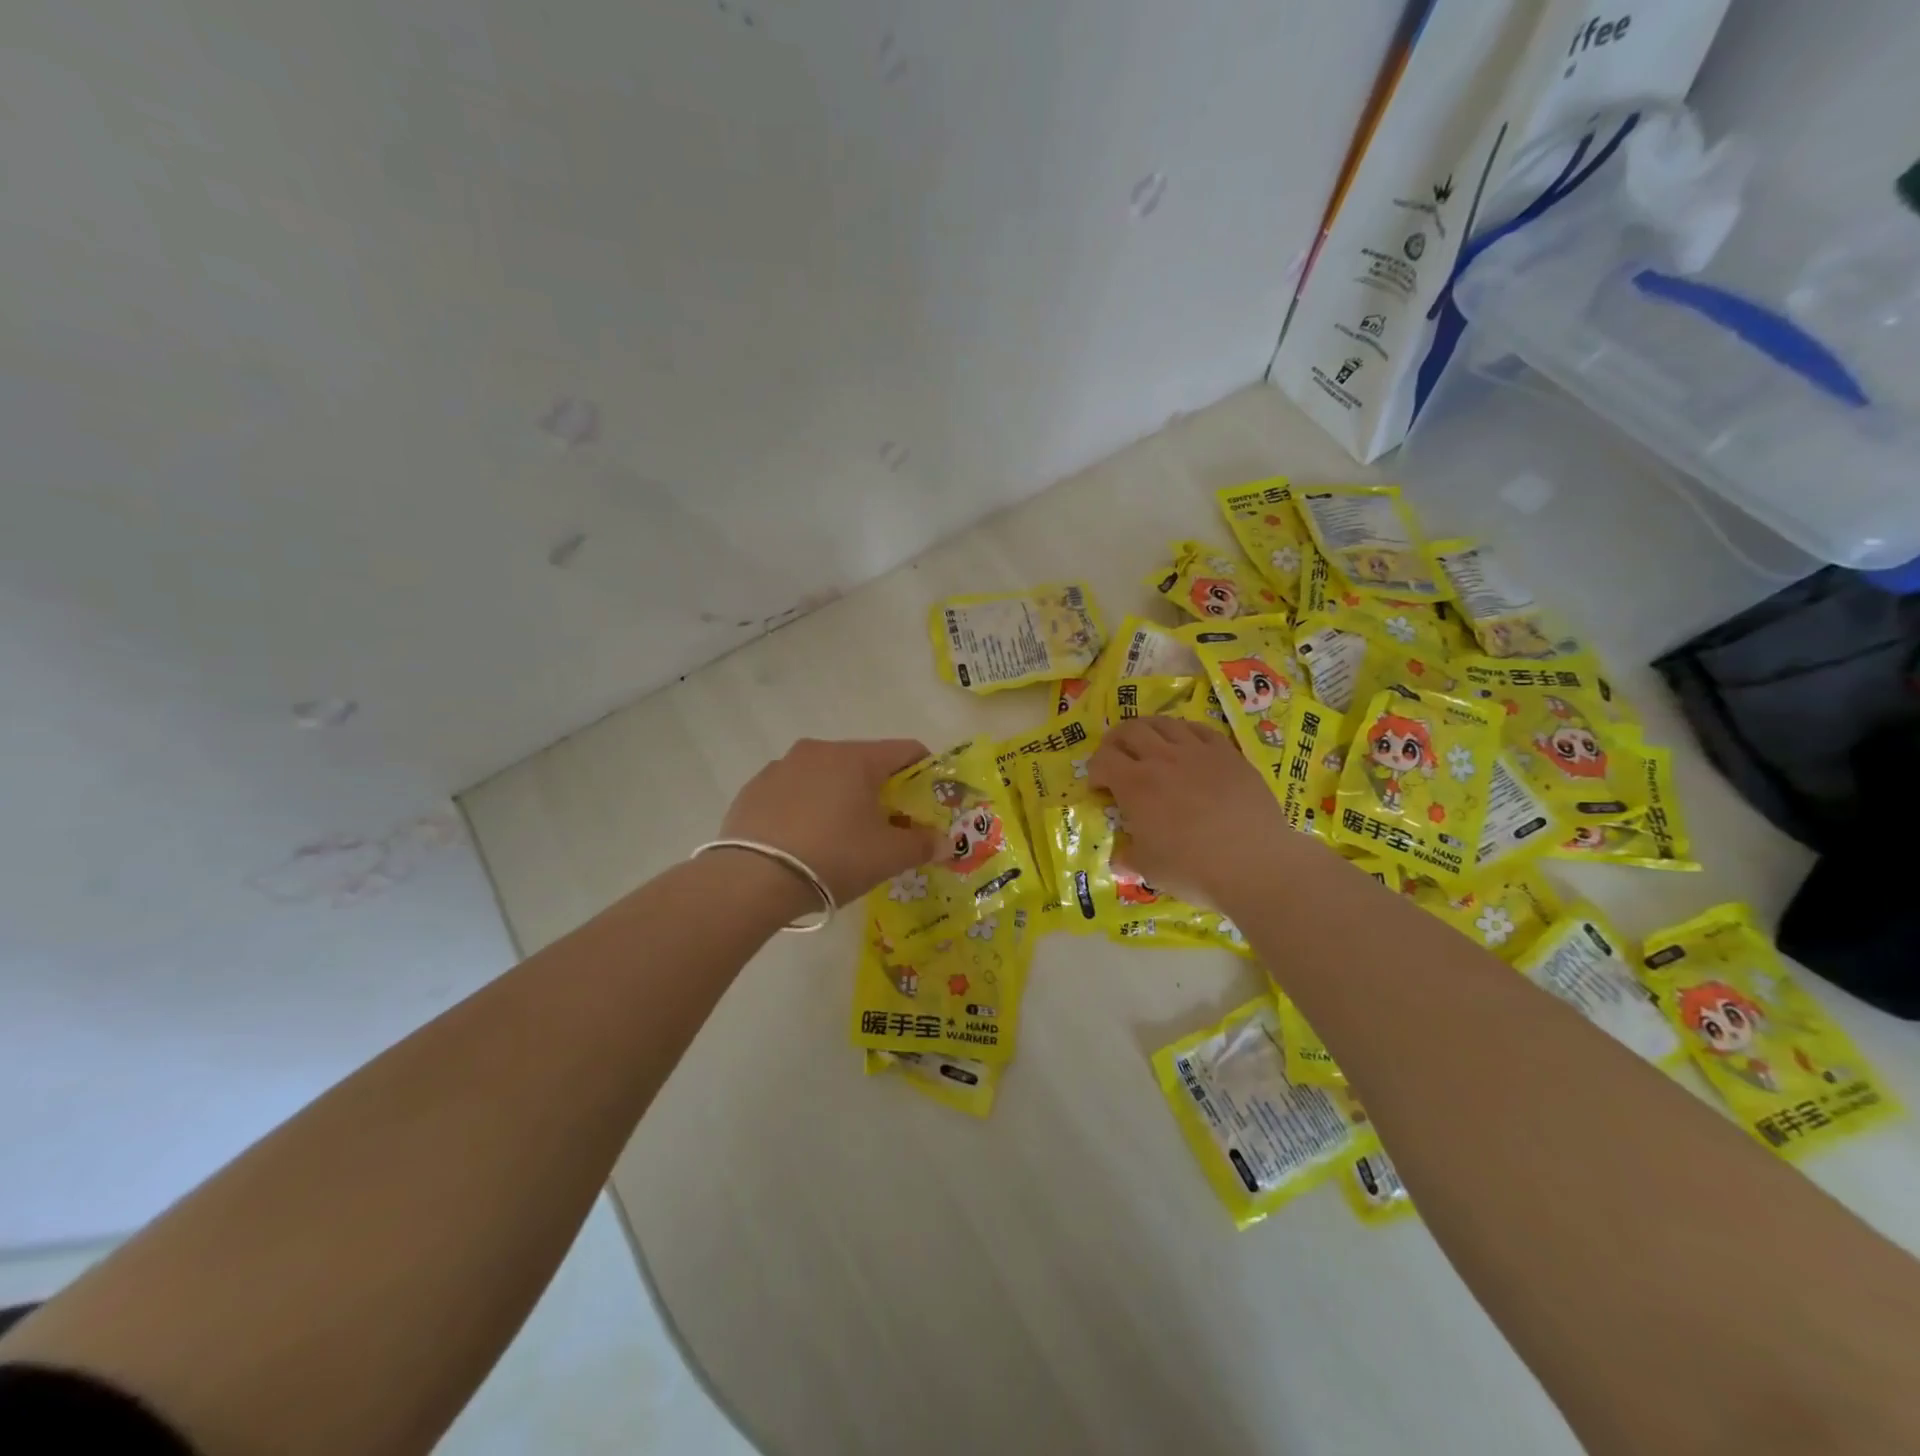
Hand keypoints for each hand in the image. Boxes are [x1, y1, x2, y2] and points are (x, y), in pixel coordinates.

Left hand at [721, 738, 938, 905]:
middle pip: (864, 762)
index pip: (905, 750)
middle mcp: (818, 751)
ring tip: (840, 837)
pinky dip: (806, 808)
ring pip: (825, 776)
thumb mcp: (887, 857)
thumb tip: (945, 842)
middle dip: (880, 789)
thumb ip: (922, 845)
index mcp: (856, 758)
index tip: (927, 801)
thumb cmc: (833, 857)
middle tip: (887, 826)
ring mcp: (780, 767)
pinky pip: (793, 792)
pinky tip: (803, 841)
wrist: (752, 880)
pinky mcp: (753, 789)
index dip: (925, 772)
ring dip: (840, 797)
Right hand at [1089, 716, 1293, 904]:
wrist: (1255, 864)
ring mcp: (1198, 752)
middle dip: (1116, 741)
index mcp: (1135, 785)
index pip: (1103, 759)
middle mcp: (1162, 758)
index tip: (1099, 787)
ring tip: (1149, 745)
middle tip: (1117, 758)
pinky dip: (1184, 732)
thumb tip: (1120, 859)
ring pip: (1165, 723)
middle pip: (1130, 730)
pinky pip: (1200, 729)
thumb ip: (1129, 857)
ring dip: (1148, 730)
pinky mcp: (1228, 754)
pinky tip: (1186, 744)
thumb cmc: (1193, 869)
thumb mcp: (1149, 869)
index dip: (1095, 770)